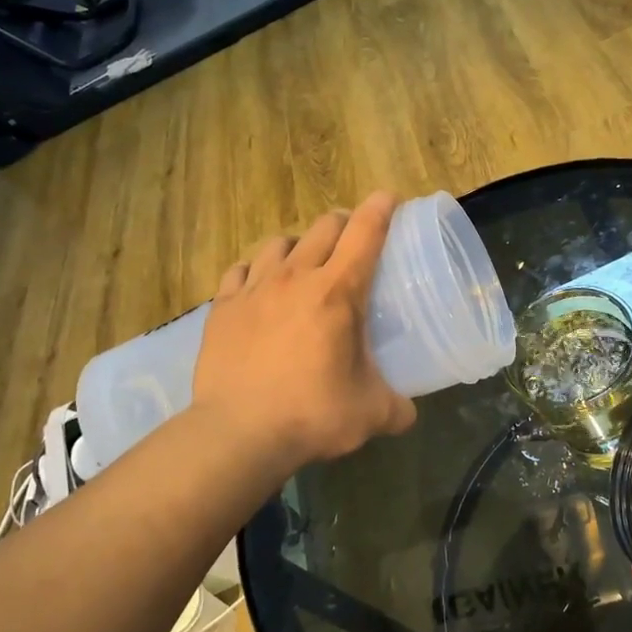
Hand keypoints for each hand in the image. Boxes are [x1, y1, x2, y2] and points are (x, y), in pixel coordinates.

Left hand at [193, 192, 416, 469]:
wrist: (238, 434)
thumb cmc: (312, 415)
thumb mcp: (371, 414)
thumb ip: (397, 407)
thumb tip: (408, 413)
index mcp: (337, 292)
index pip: (365, 232)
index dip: (381, 208)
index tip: (390, 198)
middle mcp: (296, 277)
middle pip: (323, 226)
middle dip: (344, 224)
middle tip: (353, 242)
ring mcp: (254, 289)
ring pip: (279, 243)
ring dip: (299, 245)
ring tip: (304, 265)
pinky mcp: (222, 307)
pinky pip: (240, 271)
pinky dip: (256, 272)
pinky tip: (259, 288)